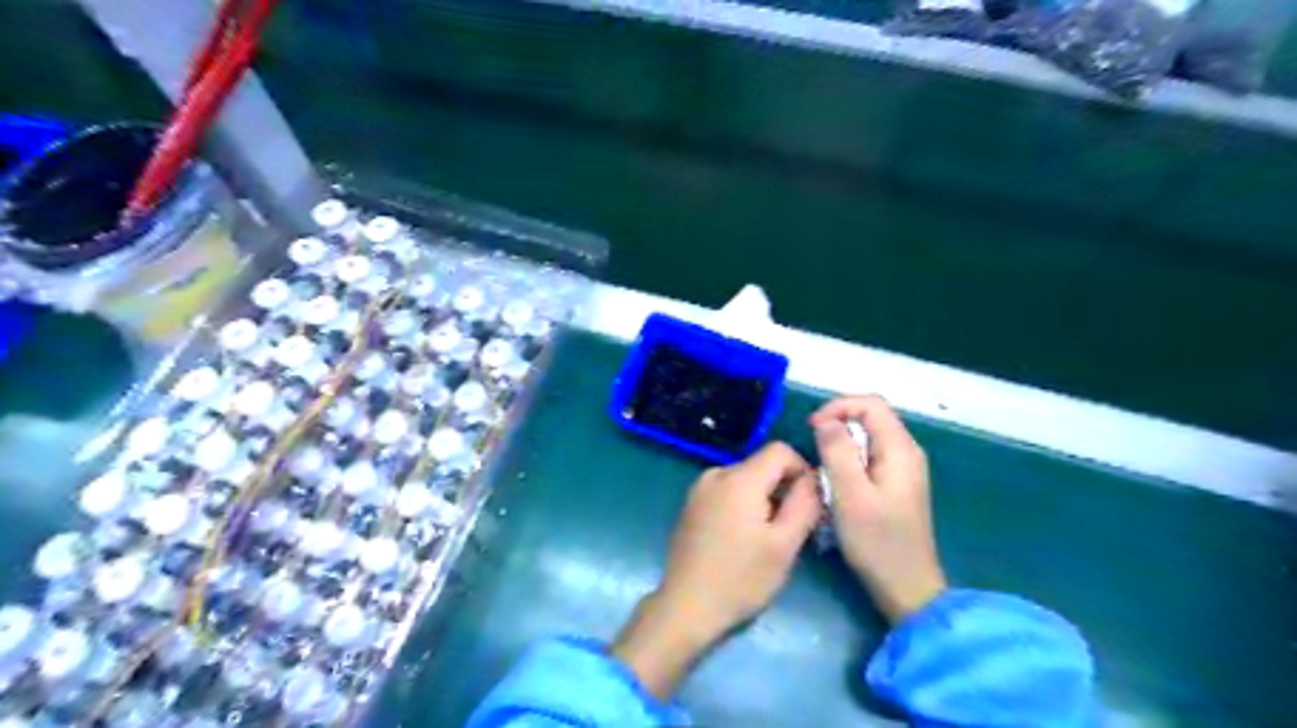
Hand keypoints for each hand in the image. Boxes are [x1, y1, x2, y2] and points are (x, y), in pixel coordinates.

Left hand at [612, 444, 812, 697]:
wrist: (686, 607)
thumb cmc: (741, 578)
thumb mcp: (784, 544)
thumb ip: (805, 503)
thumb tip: (813, 479)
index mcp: (738, 478)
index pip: (781, 450)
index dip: (802, 470)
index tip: (810, 504)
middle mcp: (716, 473)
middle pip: (762, 465)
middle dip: (783, 489)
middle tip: (792, 528)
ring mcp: (699, 489)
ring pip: (746, 479)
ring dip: (764, 500)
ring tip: (768, 538)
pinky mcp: (691, 505)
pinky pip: (727, 492)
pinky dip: (744, 506)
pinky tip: (743, 540)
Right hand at [812, 395, 948, 623]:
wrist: (906, 588)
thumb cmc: (877, 543)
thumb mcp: (850, 496)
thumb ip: (837, 452)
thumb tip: (825, 421)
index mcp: (901, 449)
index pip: (871, 403)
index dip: (838, 406)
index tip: (812, 428)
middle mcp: (907, 452)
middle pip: (870, 417)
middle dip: (837, 424)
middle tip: (812, 447)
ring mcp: (903, 469)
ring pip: (867, 437)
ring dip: (840, 444)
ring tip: (820, 467)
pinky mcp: (896, 484)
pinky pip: (868, 456)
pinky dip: (848, 460)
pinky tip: (835, 483)